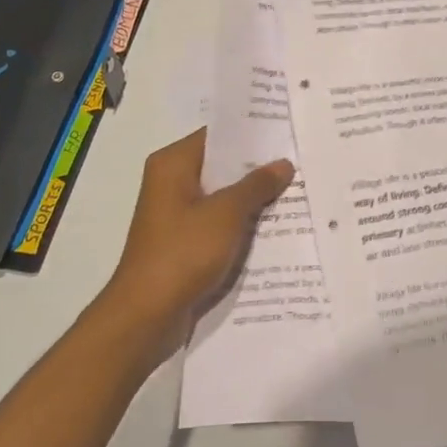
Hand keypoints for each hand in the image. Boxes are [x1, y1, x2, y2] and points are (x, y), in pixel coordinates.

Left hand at [97, 128, 293, 345]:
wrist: (146, 314)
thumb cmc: (182, 253)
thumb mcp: (226, 214)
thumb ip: (256, 186)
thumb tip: (283, 164)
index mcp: (172, 164)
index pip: (217, 136)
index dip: (252, 134)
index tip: (287, 131)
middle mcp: (170, 182)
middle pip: (221, 165)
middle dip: (257, 167)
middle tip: (300, 160)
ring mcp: (176, 213)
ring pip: (222, 195)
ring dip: (252, 197)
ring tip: (296, 189)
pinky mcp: (183, 241)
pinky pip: (218, 222)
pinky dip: (241, 222)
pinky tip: (274, 225)